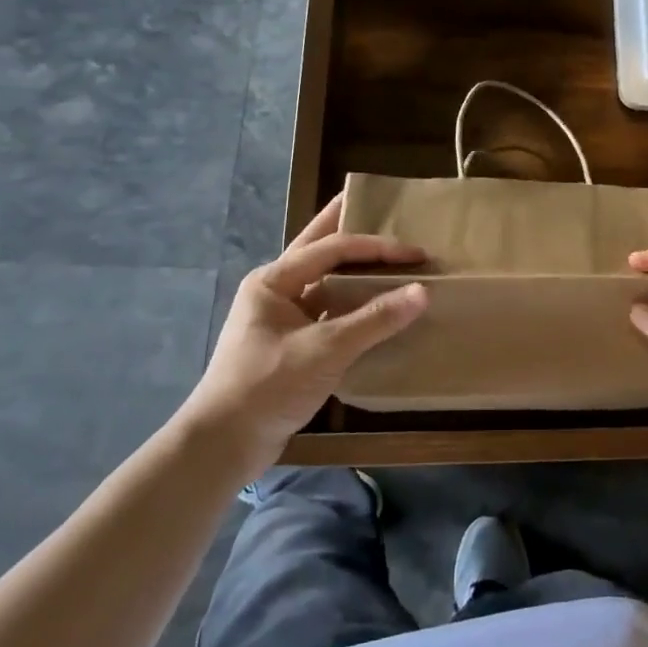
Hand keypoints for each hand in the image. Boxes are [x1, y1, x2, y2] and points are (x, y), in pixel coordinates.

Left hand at [181, 194, 427, 475]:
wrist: (223, 445)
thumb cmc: (268, 385)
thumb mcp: (325, 349)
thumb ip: (375, 319)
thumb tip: (423, 291)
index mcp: (274, 280)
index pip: (333, 248)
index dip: (378, 247)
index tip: (417, 253)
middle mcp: (276, 291)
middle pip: (318, 249)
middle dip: (343, 224)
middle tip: (371, 201)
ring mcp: (282, 319)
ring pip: (324, 281)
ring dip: (353, 268)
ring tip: (383, 249)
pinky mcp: (292, 345)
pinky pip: (329, 312)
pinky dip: (353, 304)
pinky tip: (375, 304)